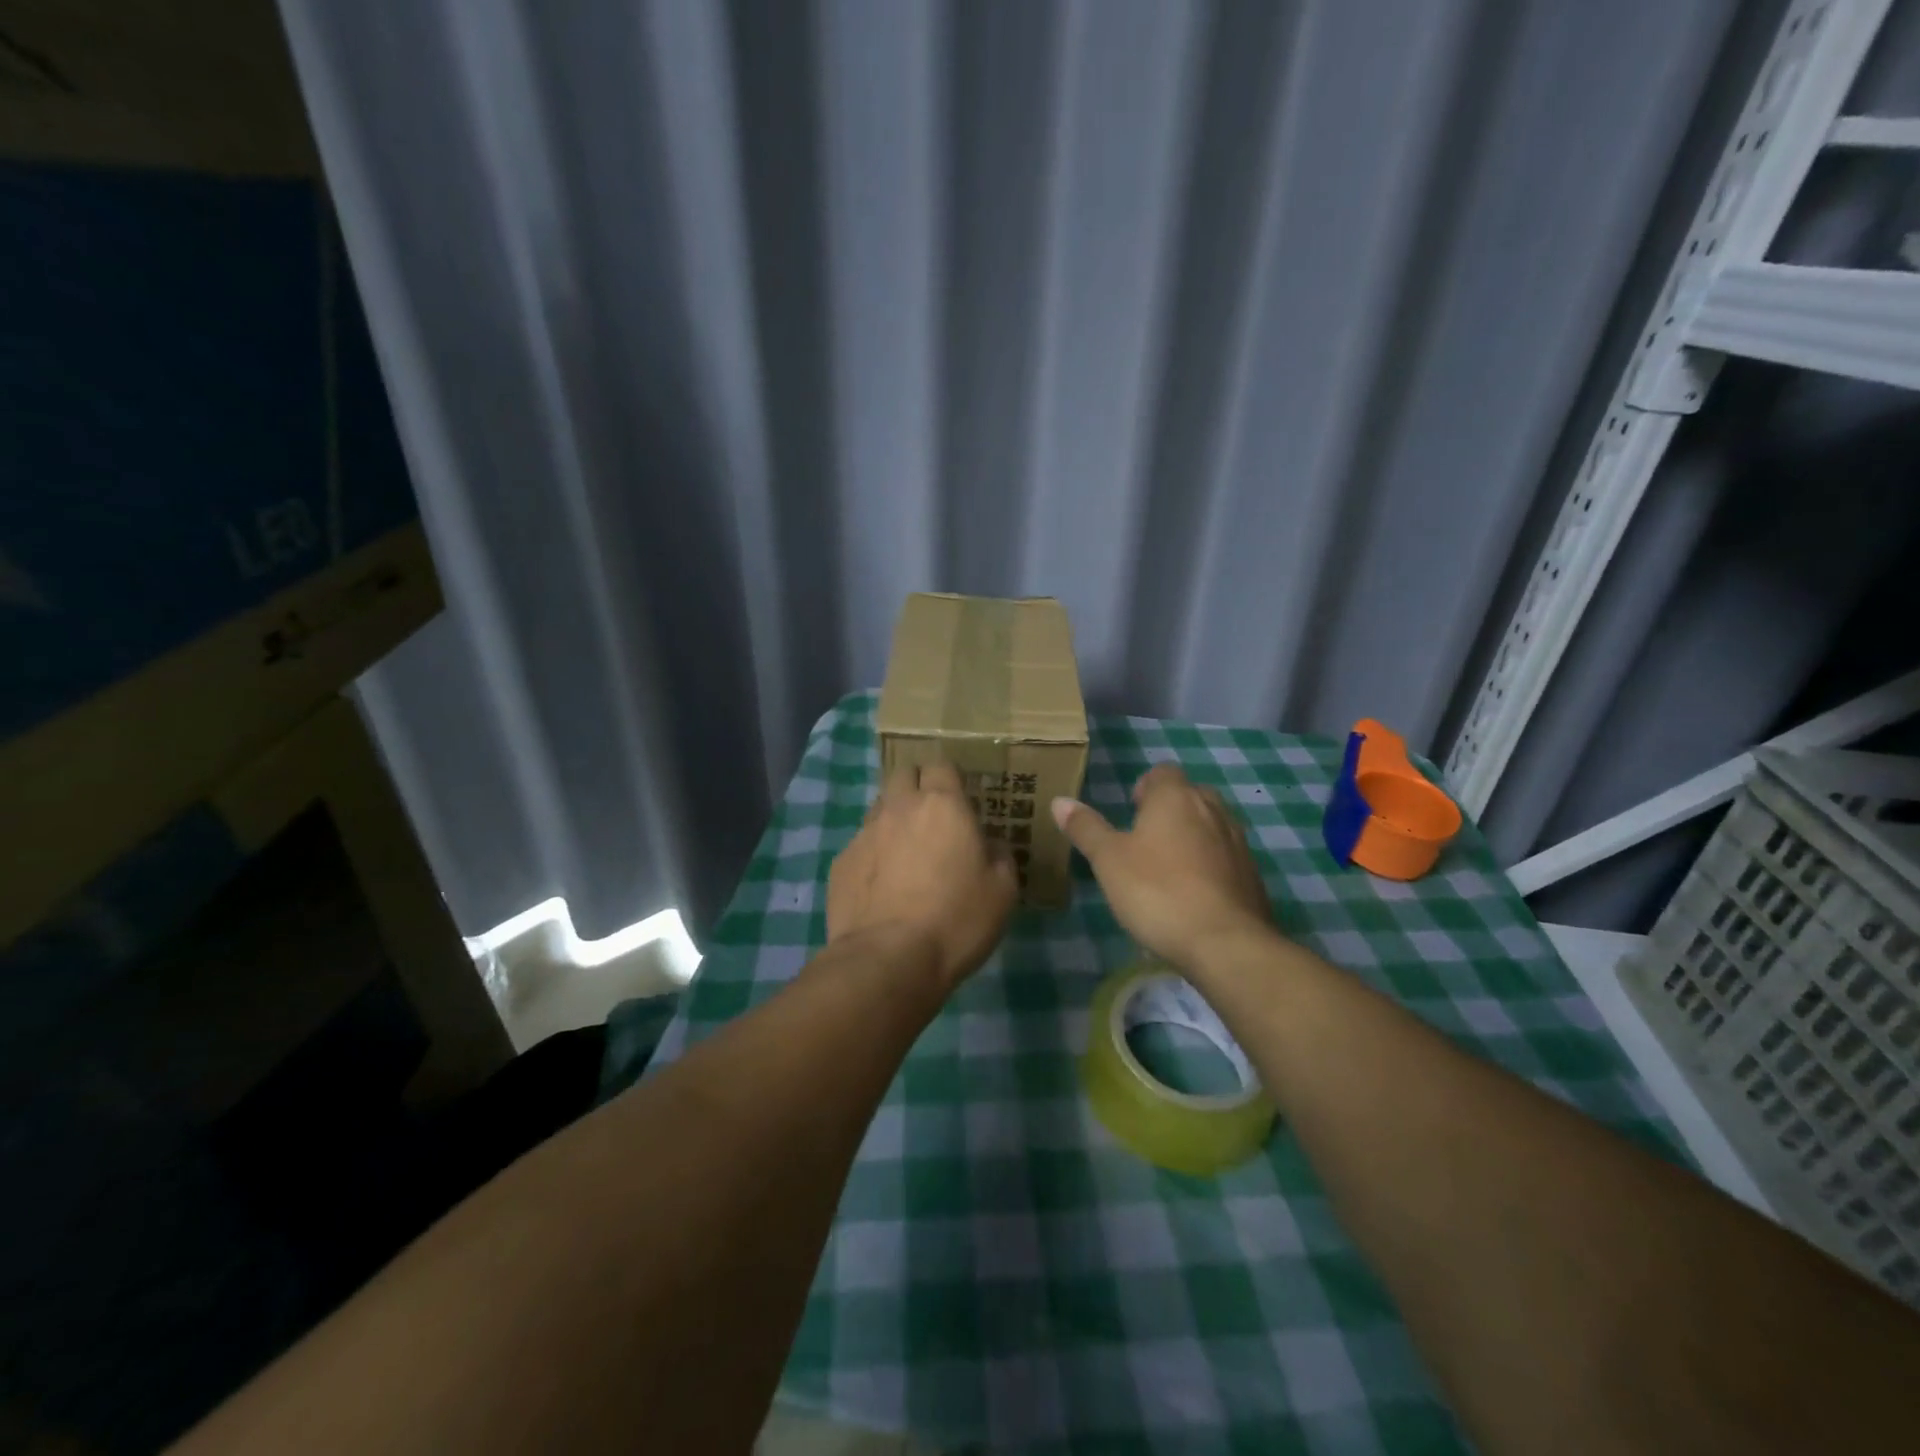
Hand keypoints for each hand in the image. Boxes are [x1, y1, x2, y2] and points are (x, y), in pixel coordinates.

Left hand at [828, 761, 1018, 991]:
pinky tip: (882, 886)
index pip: (941, 765)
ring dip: (894, 819)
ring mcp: (864, 833)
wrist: (888, 959)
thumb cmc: (956, 920)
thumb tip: (991, 845)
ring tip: (906, 853)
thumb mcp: (1003, 891)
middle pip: (903, 775)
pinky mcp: (841, 862)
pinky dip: (873, 854)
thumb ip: (1000, 856)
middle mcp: (899, 808)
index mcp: (943, 806)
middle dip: (917, 786)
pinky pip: (861, 844)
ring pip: (879, 808)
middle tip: (933, 818)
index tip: (959, 797)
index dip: (950, 778)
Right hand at [1052, 764, 1272, 969]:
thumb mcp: (1108, 860)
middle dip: (1170, 810)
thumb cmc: (1157, 892)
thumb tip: (1060, 801)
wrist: (1225, 943)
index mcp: (1176, 798)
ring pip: (1212, 825)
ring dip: (1192, 837)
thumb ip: (1086, 828)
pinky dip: (1211, 866)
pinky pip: (1226, 857)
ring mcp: (1238, 842)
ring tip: (1168, 869)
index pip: (1163, 772)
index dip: (1146, 787)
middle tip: (1145, 840)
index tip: (1131, 812)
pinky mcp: (1252, 875)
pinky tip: (1194, 896)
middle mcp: (1212, 810)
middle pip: (1191, 795)